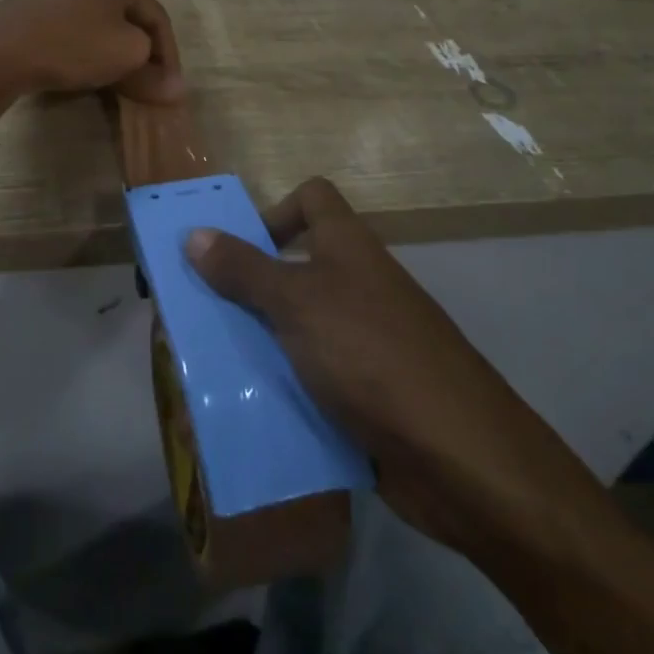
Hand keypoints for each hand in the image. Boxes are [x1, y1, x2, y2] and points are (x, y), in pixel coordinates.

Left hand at [0, 0, 183, 104]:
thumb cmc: (72, 46)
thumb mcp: (126, 59)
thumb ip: (155, 73)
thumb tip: (177, 91)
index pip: (155, 15)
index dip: (168, 55)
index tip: (170, 87)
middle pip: (126, 12)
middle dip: (140, 49)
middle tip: (147, 83)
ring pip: (99, 14)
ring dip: (113, 45)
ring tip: (118, 77)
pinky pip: (72, 17)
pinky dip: (86, 39)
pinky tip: (84, 62)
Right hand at [185, 178, 604, 555]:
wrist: (459, 456)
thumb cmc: (370, 354)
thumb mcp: (296, 303)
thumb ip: (243, 269)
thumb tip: (194, 233)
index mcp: (347, 247)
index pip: (312, 197)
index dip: (275, 210)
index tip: (237, 248)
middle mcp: (358, 284)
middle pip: (296, 265)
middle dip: (248, 287)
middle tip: (202, 313)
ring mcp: (366, 340)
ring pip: (300, 326)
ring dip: (261, 341)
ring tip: (214, 365)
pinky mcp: (368, 392)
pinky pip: (314, 376)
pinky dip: (285, 387)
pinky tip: (251, 408)